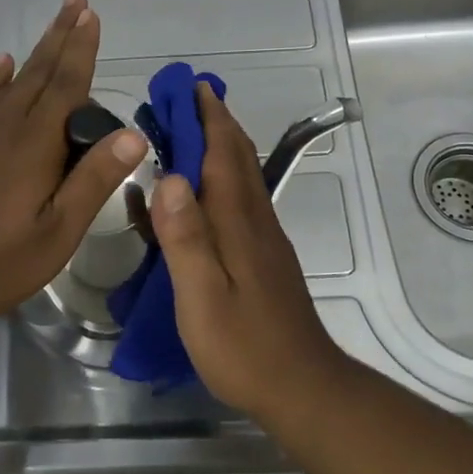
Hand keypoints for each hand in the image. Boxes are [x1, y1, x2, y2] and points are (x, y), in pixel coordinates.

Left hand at [0, 0, 147, 330]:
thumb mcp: (56, 233)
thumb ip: (93, 181)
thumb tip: (132, 135)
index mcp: (34, 144)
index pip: (65, 84)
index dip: (81, 49)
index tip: (91, 15)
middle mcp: (1, 124)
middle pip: (38, 71)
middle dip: (61, 35)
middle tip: (76, 0)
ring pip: (8, 81)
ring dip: (34, 53)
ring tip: (52, 28)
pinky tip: (2, 67)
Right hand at [149, 82, 349, 415]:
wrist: (302, 387)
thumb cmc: (244, 346)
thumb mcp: (201, 297)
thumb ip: (185, 238)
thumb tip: (170, 176)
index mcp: (238, 223)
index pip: (223, 154)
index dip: (207, 117)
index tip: (190, 85)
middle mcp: (255, 220)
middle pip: (237, 158)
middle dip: (213, 122)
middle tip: (183, 98)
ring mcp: (263, 239)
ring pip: (241, 177)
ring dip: (218, 146)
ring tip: (187, 130)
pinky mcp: (262, 258)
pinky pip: (239, 202)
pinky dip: (219, 180)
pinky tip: (198, 194)